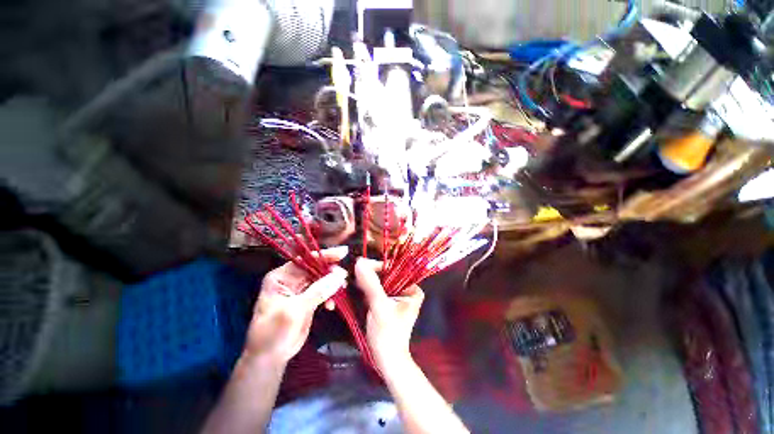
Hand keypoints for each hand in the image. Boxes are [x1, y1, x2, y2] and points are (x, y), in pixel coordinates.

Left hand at [245, 246, 348, 364]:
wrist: (269, 358)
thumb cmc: (274, 333)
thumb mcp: (295, 311)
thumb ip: (318, 291)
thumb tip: (339, 275)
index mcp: (281, 277)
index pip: (305, 260)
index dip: (324, 255)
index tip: (343, 252)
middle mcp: (290, 280)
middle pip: (315, 268)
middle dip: (331, 271)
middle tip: (344, 277)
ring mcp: (300, 290)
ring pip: (321, 279)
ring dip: (333, 284)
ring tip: (341, 290)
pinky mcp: (308, 300)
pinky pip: (323, 291)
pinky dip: (330, 295)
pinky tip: (332, 305)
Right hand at [354, 258, 424, 374]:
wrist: (386, 362)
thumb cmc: (388, 335)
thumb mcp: (380, 306)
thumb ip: (371, 284)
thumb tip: (360, 262)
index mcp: (412, 289)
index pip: (394, 270)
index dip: (377, 266)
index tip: (361, 264)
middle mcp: (407, 290)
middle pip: (386, 276)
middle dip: (370, 274)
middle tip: (354, 271)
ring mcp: (397, 297)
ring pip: (380, 283)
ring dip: (366, 281)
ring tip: (353, 277)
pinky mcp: (387, 303)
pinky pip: (377, 290)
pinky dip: (367, 289)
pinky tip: (356, 287)